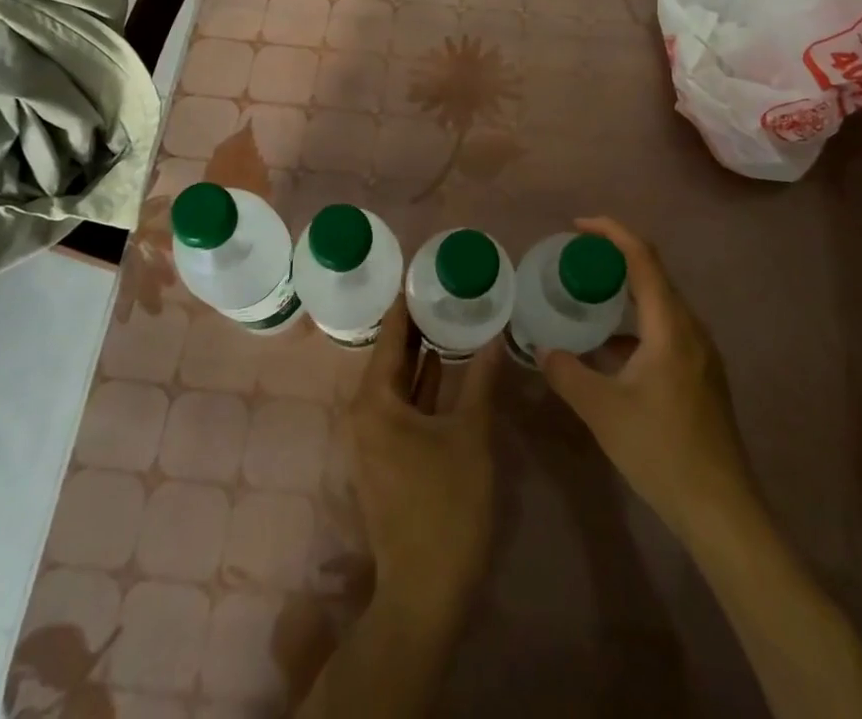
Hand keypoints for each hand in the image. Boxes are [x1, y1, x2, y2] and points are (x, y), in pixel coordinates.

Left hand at [349, 299, 501, 614]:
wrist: (426, 592)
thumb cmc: (446, 506)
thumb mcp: (471, 435)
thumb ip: (482, 380)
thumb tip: (496, 334)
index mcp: (375, 401)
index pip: (391, 336)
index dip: (406, 304)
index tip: (422, 270)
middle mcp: (365, 414)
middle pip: (392, 357)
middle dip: (417, 325)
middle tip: (444, 288)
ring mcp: (374, 438)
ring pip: (399, 383)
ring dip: (423, 355)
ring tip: (450, 316)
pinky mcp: (388, 457)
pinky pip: (404, 405)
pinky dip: (424, 385)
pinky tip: (449, 367)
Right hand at [539, 217, 756, 542]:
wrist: (721, 510)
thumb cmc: (662, 451)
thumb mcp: (602, 411)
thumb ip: (567, 373)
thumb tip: (542, 350)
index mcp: (670, 325)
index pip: (642, 257)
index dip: (611, 232)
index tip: (577, 226)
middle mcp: (690, 329)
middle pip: (652, 274)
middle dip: (613, 258)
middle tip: (574, 260)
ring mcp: (700, 353)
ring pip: (659, 304)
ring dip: (624, 292)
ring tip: (586, 297)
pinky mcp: (701, 374)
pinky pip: (665, 328)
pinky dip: (634, 322)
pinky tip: (609, 348)